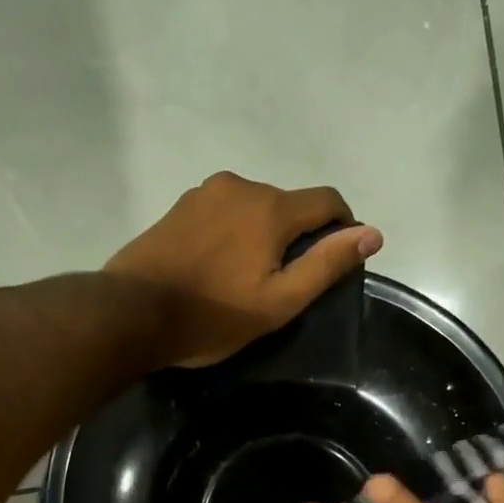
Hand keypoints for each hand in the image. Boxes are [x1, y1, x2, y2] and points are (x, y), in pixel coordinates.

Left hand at [103, 171, 381, 367]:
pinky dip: (233, 232)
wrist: (131, 313)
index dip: (343, 227)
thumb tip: (372, 233)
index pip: (327, 201)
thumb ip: (326, 265)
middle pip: (288, 204)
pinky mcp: (179, 206)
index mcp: (271, 207)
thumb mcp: (278, 302)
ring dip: (263, 233)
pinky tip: (217, 266)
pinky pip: (223, 212)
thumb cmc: (212, 316)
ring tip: (246, 277)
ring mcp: (204, 193)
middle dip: (297, 235)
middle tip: (283, 282)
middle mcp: (240, 186)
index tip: (337, 258)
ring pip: (253, 206)